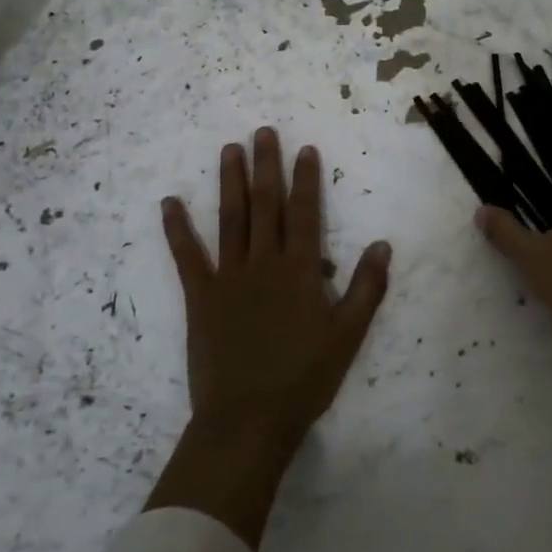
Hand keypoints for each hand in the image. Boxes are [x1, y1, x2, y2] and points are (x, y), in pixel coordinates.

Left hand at [161, 128, 392, 455]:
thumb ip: (366, 289)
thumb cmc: (304, 379)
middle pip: (265, 204)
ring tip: (230, 149)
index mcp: (300, 270)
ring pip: (231, 219)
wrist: (248, 421)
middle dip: (266, 165)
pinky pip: (187, 256)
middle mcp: (264, 262)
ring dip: (230, 181)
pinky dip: (177, 228)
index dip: (305, 179)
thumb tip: (382, 244)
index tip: (304, 149)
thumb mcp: (347, 337)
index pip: (304, 213)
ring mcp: (229, 276)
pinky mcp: (200, 296)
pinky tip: (169, 202)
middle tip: (263, 131)